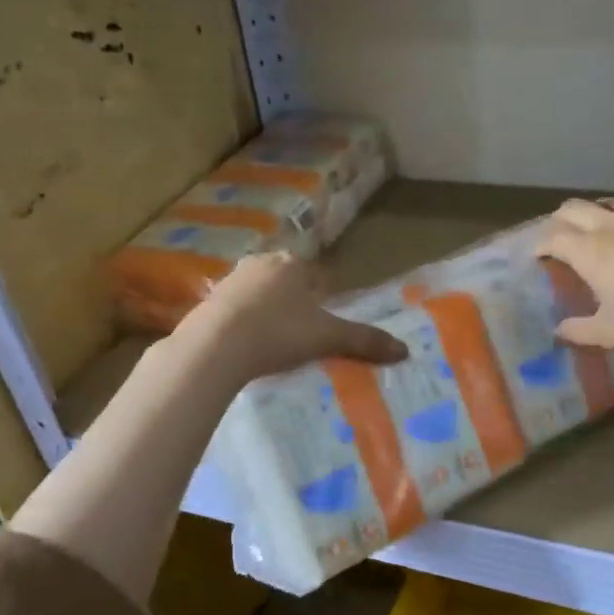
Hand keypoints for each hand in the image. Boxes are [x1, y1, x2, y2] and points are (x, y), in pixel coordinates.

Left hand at [173, 252, 407, 385]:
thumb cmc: (279, 332)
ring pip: (258, 292)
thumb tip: (405, 350)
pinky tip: (246, 344)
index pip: (316, 274)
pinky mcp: (208, 301)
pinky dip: (243, 323)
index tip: (325, 319)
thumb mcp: (327, 337)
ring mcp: (230, 280)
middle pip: (285, 280)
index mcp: (292, 264)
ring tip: (275, 340)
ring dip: (267, 310)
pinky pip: (234, 309)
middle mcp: (260, 263)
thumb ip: (364, 341)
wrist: (216, 346)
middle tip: (302, 331)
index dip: (323, 295)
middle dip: (294, 300)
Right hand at [534, 198, 613, 375]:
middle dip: (559, 222)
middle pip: (574, 208)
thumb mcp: (612, 333)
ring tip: (593, 237)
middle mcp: (613, 225)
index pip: (553, 236)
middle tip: (558, 244)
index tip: (537, 259)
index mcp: (591, 250)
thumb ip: (579, 329)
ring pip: (606, 203)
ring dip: (592, 215)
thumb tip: (560, 330)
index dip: (540, 246)